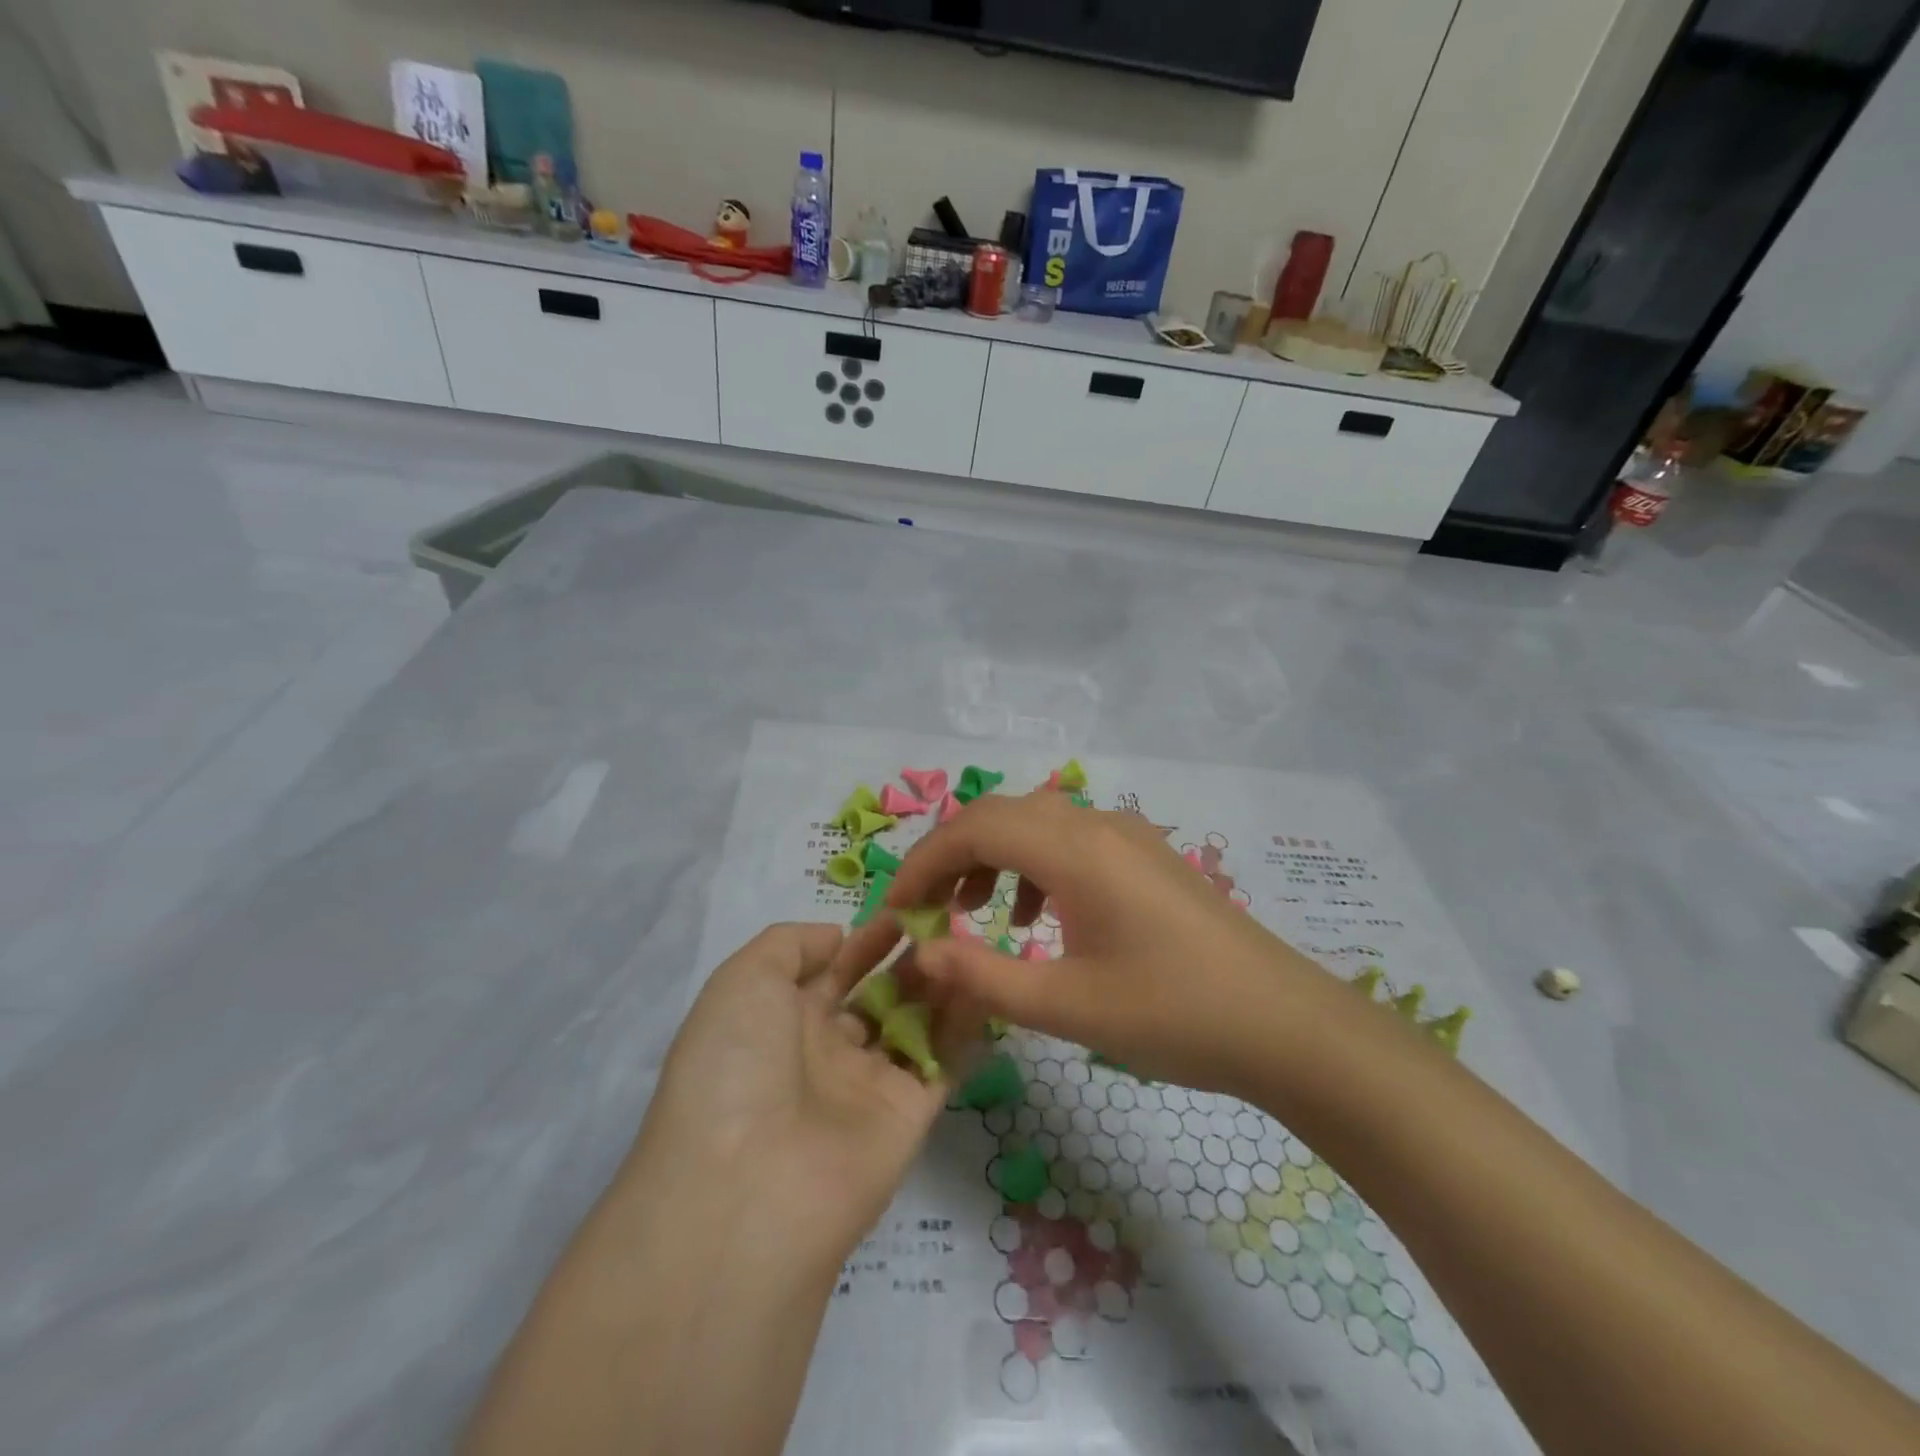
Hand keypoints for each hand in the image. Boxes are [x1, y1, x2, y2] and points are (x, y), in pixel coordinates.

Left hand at [629, 923, 952, 1270]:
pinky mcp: (909, 1116)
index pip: (832, 970)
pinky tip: (985, 983)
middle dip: (908, 960)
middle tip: (948, 924)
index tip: (905, 909)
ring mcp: (868, 1086)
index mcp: (780, 1021)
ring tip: (966, 945)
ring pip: (914, 1024)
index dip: (866, 939)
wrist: (749, 1188)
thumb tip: (838, 938)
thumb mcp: (743, 980)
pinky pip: (943, 1062)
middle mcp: (824, 1052)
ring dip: (939, 985)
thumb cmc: (737, 1064)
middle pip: (877, 995)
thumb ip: (790, 944)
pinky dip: (965, 1026)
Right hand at [834, 792, 1337, 1099]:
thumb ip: (983, 975)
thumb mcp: (1067, 1006)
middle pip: (1000, 814)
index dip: (924, 863)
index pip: (974, 829)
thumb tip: (921, 952)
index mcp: (1075, 850)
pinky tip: (1038, 918)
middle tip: (926, 909)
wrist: (1287, 1026)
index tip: (897, 910)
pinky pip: (1070, 839)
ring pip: (1035, 822)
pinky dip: (1034, 866)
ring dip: (992, 856)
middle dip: (951, 855)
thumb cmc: (1175, 1016)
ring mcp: (1127, 836)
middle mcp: (1097, 825)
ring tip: (975, 912)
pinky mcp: (1145, 856)